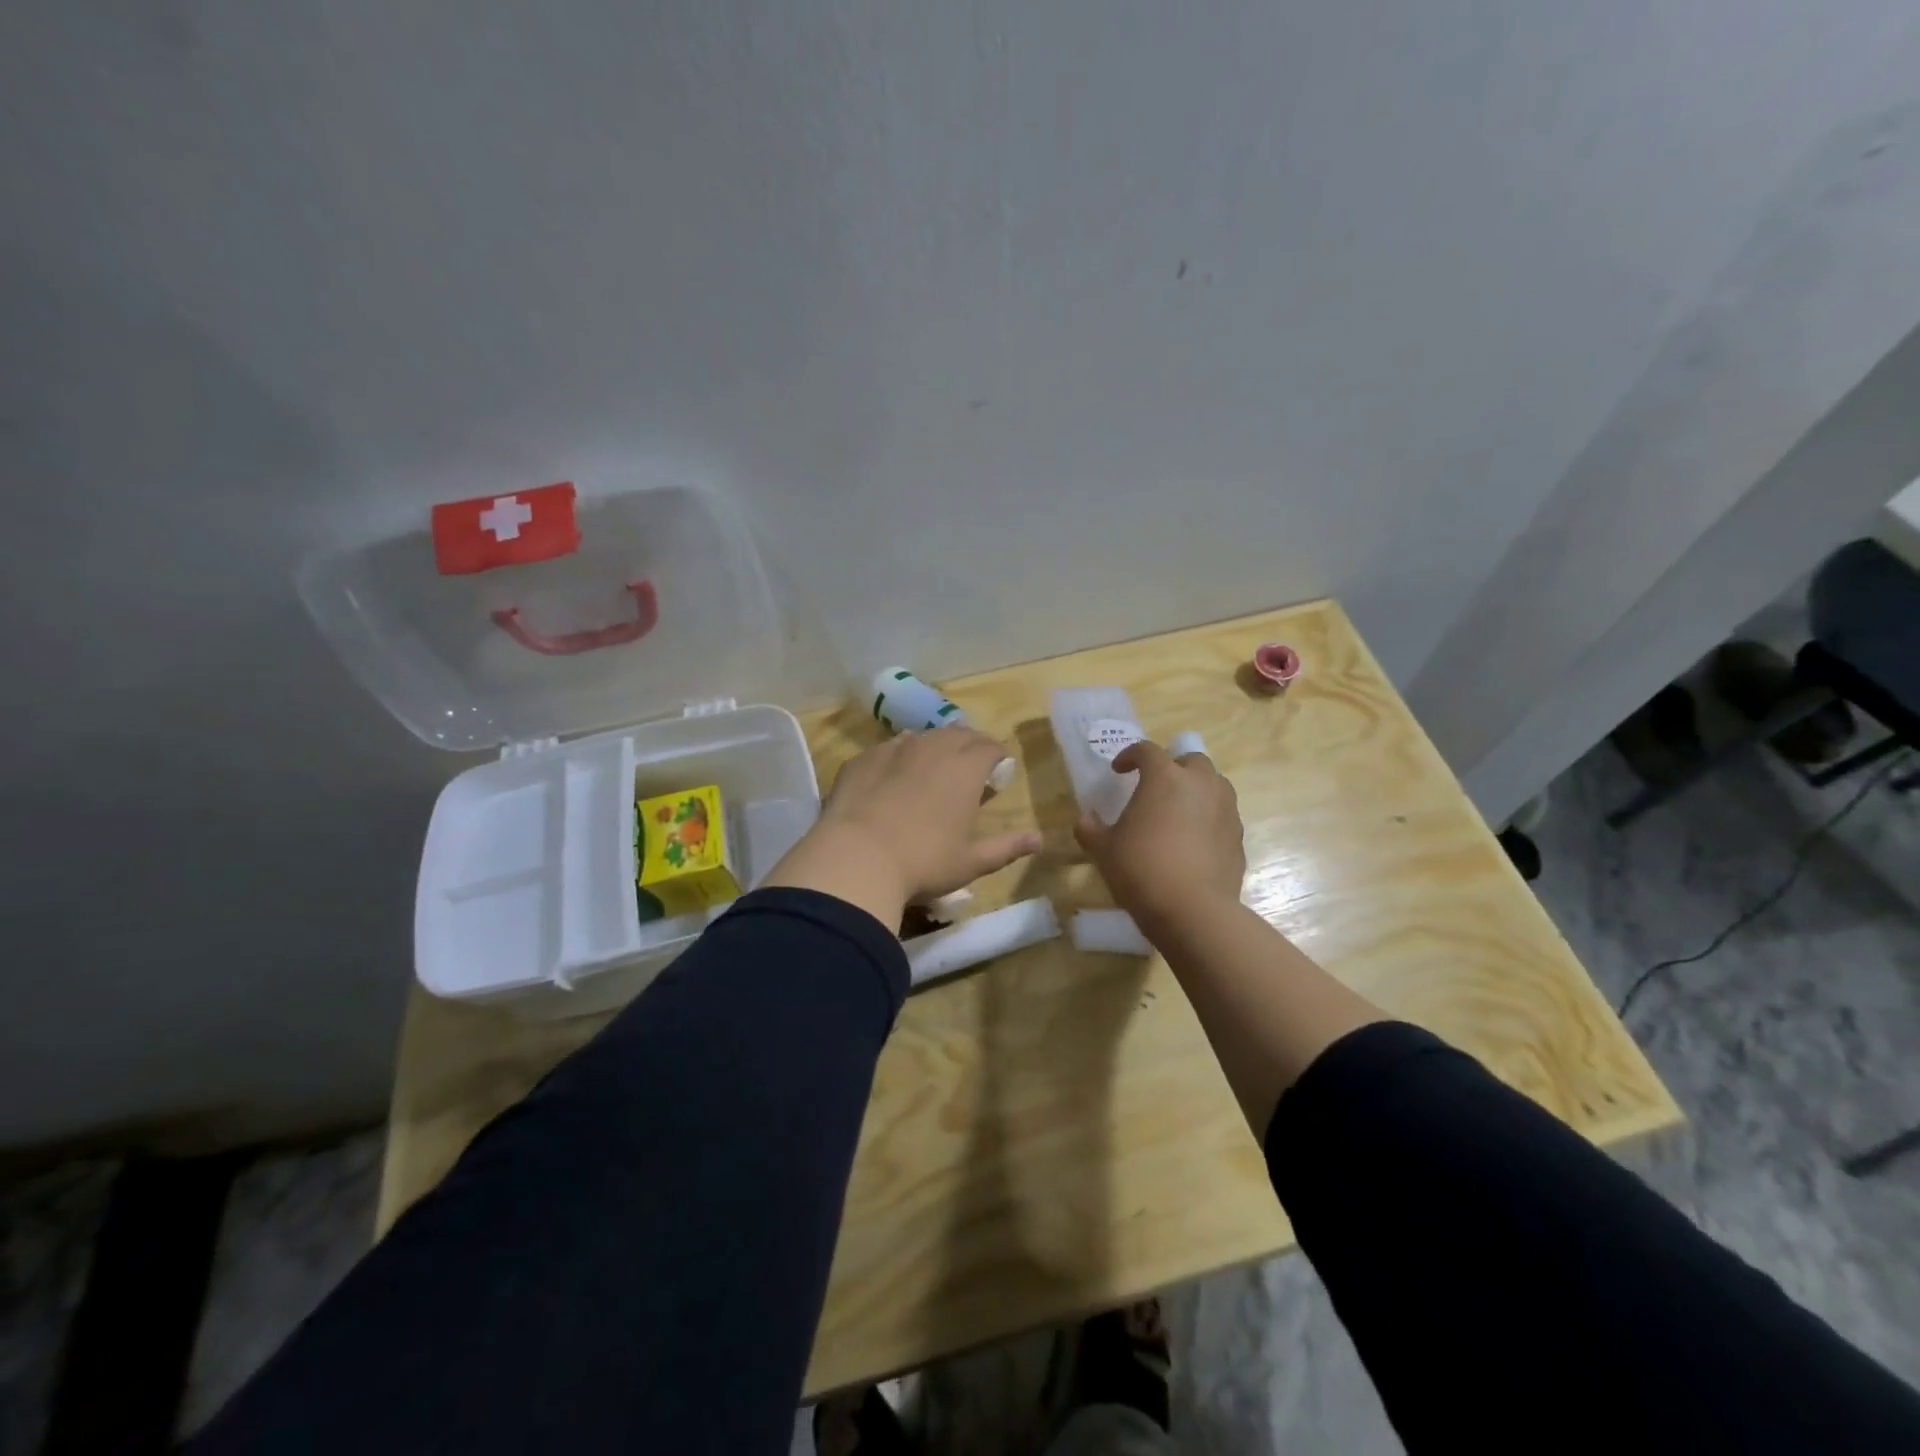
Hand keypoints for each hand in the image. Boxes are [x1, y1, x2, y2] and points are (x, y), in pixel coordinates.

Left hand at [762, 727, 1039, 929]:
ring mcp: (893, 750)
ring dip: (934, 747)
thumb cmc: (923, 862)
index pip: (990, 747)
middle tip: (970, 768)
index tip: (998, 771)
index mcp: (965, 768)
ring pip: (922, 737)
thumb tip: (1039, 840)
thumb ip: (1007, 847)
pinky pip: (888, 749)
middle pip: (958, 734)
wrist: (855, 858)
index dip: (997, 756)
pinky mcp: (862, 759)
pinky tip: (893, 777)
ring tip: (933, 768)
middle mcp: (932, 748)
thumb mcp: (971, 862)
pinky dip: (899, 757)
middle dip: (970, 746)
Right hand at [1074, 739, 1245, 931]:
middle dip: (1173, 767)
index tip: (1119, 771)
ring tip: (1178, 811)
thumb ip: (1090, 829)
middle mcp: (1200, 784)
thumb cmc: (1141, 869)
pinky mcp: (1238, 836)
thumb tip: (1086, 818)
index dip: (1130, 756)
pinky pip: (1223, 815)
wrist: (1193, 910)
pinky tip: (1193, 841)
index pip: (1147, 750)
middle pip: (1190, 760)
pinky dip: (1209, 818)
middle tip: (1156, 787)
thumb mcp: (1104, 850)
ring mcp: (1225, 809)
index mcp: (1164, 777)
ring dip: (1196, 789)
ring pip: (1214, 784)